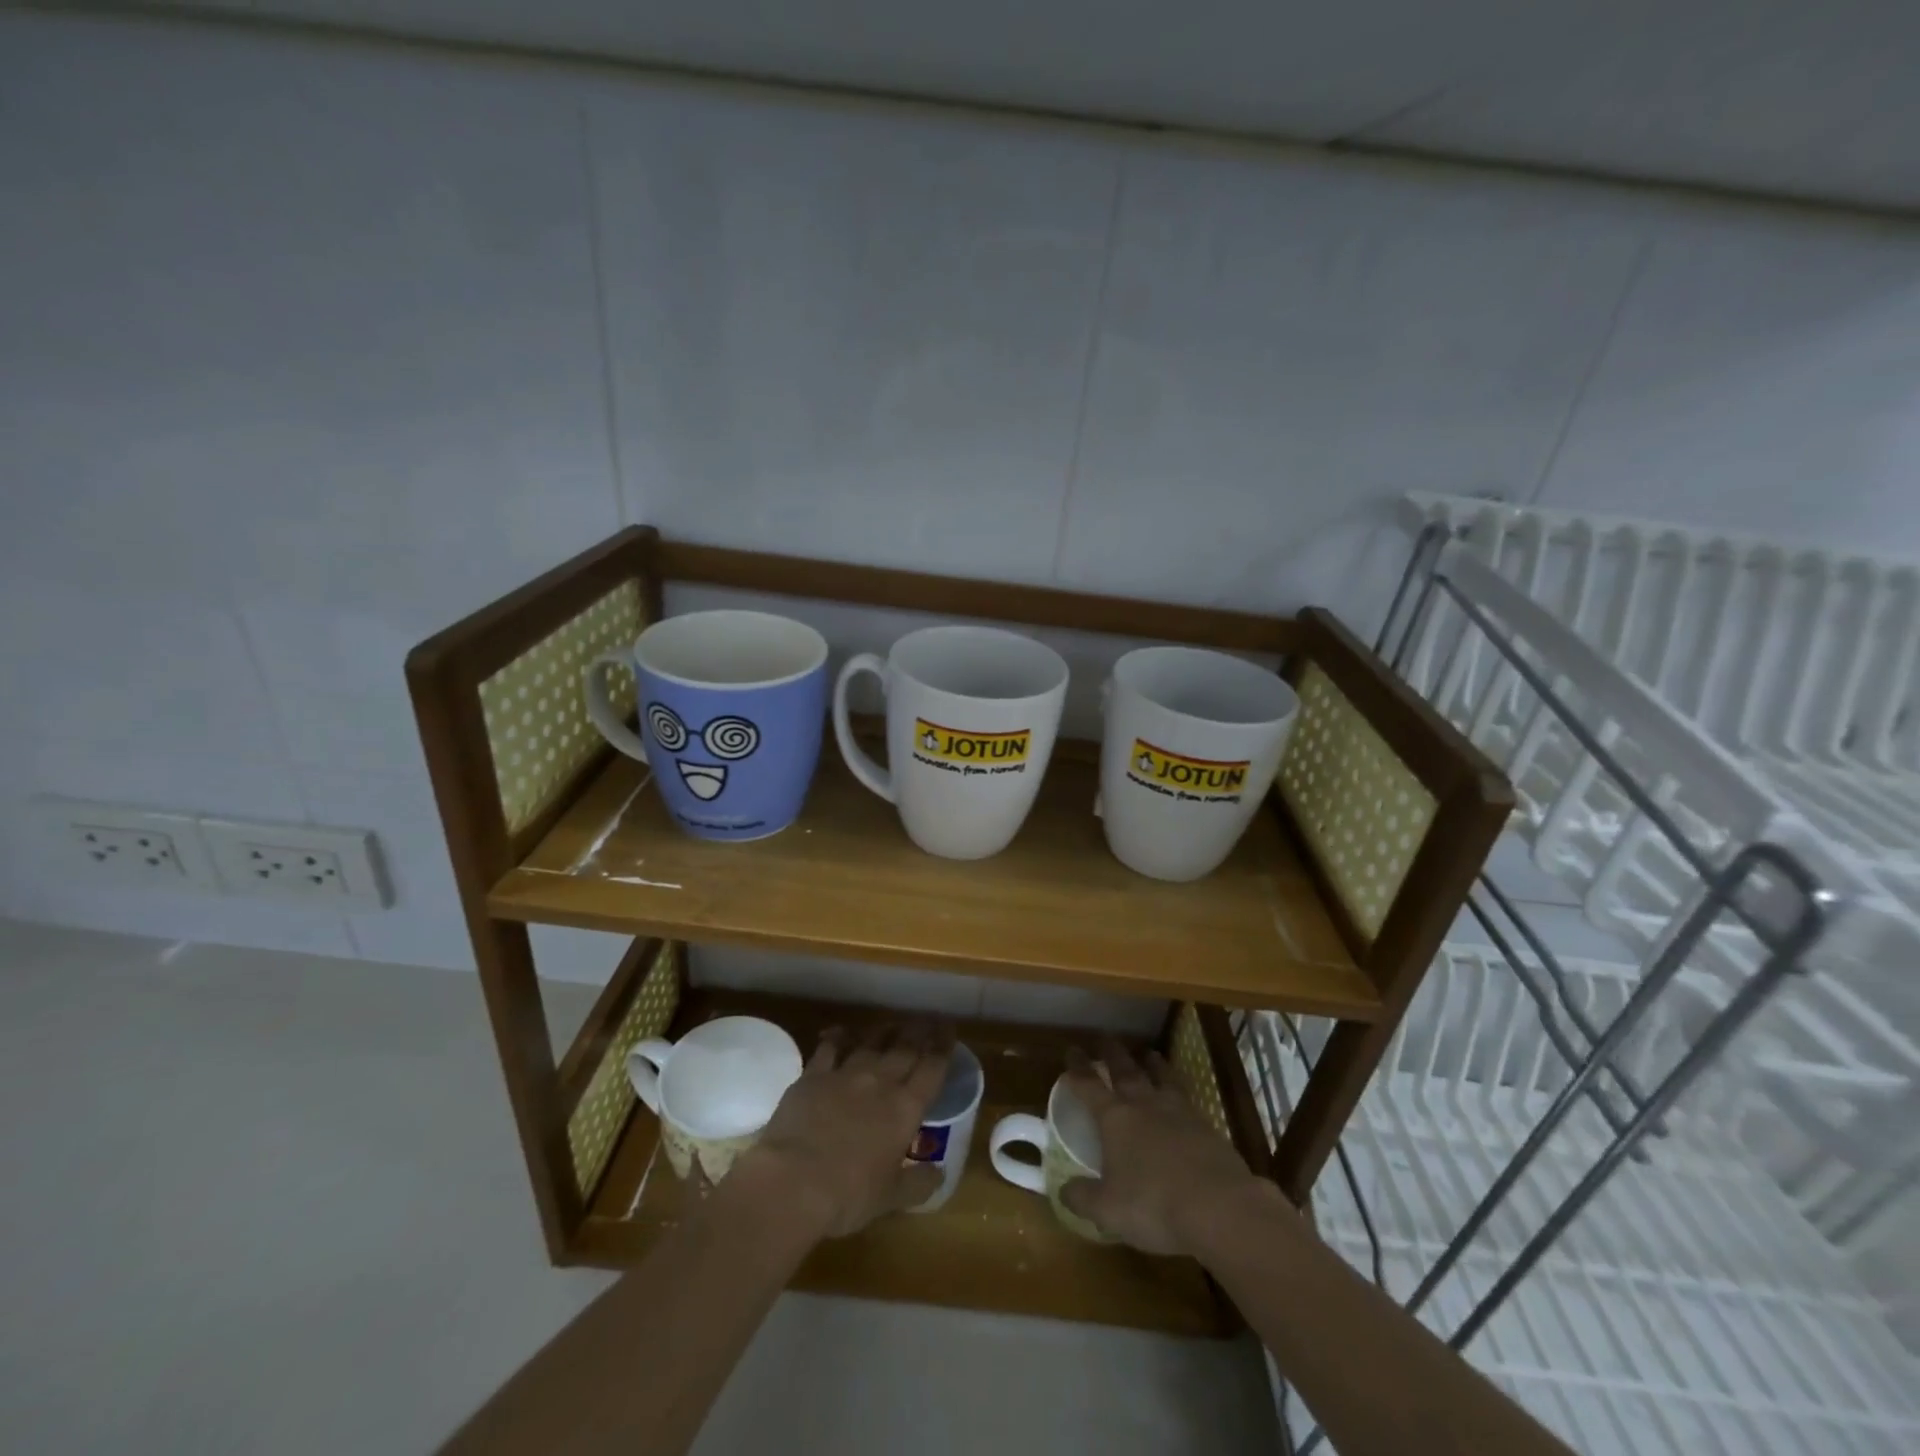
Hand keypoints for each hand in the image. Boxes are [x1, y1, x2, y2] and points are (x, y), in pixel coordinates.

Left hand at [737, 1022, 952, 1239]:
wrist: (793, 1180)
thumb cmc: (849, 1194)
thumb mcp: (891, 1198)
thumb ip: (918, 1184)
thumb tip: (939, 1175)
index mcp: (905, 1109)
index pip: (932, 1069)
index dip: (943, 1048)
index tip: (948, 1031)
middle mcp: (880, 1082)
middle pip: (905, 1048)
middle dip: (920, 1032)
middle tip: (928, 1019)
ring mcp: (846, 1074)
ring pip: (871, 1042)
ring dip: (885, 1030)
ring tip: (893, 1023)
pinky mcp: (814, 1074)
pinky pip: (831, 1046)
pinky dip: (839, 1036)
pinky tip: (842, 1031)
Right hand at [1059, 1039, 1267, 1256]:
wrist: (1219, 1206)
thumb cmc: (1153, 1205)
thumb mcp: (1108, 1210)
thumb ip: (1083, 1198)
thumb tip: (1063, 1191)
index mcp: (1115, 1119)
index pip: (1089, 1085)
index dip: (1077, 1068)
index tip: (1072, 1051)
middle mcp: (1145, 1106)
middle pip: (1126, 1071)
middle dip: (1113, 1054)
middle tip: (1107, 1038)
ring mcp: (1179, 1113)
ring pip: (1162, 1078)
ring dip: (1153, 1064)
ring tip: (1149, 1053)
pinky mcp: (1207, 1127)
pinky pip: (1187, 1099)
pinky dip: (1179, 1092)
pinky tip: (1181, 1099)